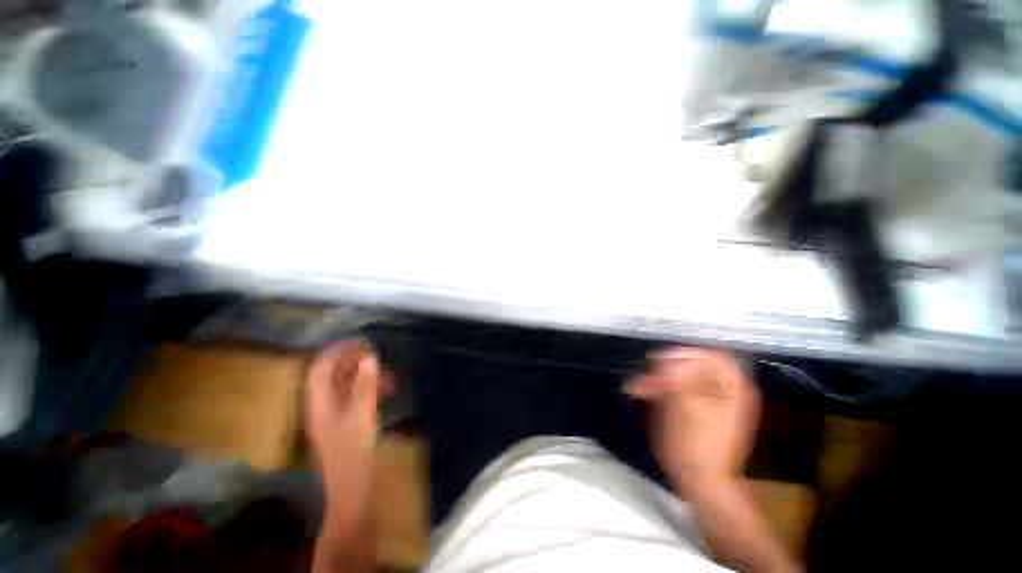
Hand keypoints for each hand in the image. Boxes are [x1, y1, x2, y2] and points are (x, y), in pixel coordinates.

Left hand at [306, 340, 390, 536]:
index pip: (320, 370)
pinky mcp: (344, 425)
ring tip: (383, 370)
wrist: (350, 492)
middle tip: (374, 352)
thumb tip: (369, 359)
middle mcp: (321, 407)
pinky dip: (366, 389)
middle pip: (331, 376)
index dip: (335, 352)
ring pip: (344, 387)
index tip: (356, 341)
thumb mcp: (361, 417)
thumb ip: (364, 387)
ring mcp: (332, 417)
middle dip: (351, 361)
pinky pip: (353, 398)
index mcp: (319, 404)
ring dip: (361, 375)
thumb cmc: (353, 455)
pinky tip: (384, 389)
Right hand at [627, 348, 759, 496]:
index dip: (684, 355)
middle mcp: (725, 390)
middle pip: (694, 366)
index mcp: (733, 388)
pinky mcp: (697, 409)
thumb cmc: (695, 445)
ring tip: (641, 387)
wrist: (699, 482)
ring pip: (683, 377)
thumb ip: (677, 378)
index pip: (710, 356)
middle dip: (667, 369)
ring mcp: (711, 400)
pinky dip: (662, 390)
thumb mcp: (686, 408)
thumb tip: (665, 360)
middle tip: (646, 377)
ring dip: (661, 379)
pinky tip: (646, 394)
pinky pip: (679, 390)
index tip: (659, 362)